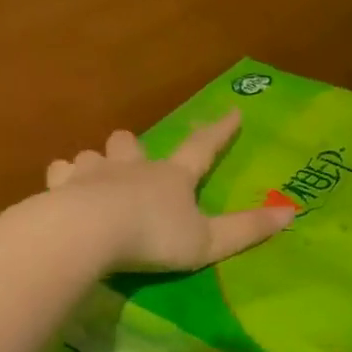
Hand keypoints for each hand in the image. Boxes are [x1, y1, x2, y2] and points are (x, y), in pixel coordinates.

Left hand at [46, 110, 293, 271]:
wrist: (87, 233)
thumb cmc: (153, 237)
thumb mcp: (209, 241)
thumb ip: (247, 229)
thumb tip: (292, 213)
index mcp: (171, 177)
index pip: (202, 148)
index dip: (219, 131)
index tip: (233, 111)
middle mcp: (131, 167)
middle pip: (131, 142)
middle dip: (133, 146)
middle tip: (133, 154)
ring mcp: (92, 174)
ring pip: (92, 156)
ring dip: (96, 163)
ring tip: (95, 178)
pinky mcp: (59, 188)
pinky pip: (60, 174)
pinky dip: (63, 181)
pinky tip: (62, 192)